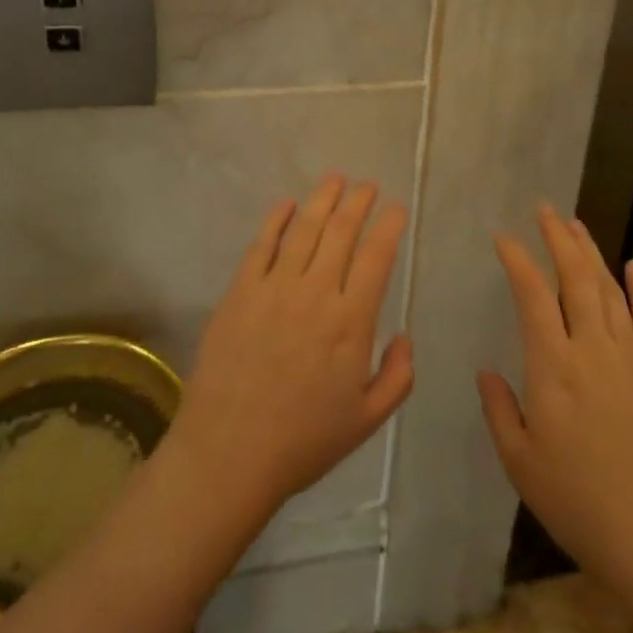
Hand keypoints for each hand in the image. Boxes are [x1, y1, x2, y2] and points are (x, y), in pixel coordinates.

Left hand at [167, 175, 413, 527]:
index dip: (389, 226)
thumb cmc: (302, 440)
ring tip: (335, 179)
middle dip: (358, 202)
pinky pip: (261, 245)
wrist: (228, 454)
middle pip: (341, 232)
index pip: (376, 257)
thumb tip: (404, 336)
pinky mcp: (240, 292)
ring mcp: (274, 288)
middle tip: (367, 185)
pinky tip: (286, 203)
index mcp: (351, 321)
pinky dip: (275, 219)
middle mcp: (316, 293)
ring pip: (304, 229)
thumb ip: (397, 376)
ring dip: (322, 199)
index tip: (396, 208)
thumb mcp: (367, 420)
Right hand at [478, 205, 632, 596]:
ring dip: (592, 254)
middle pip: (576, 279)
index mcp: (553, 367)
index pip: (533, 295)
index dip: (518, 260)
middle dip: (558, 238)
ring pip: (611, 291)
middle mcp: (593, 349)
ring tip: (576, 226)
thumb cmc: (578, 502)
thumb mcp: (520, 462)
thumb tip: (487, 370)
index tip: (503, 237)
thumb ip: (500, 409)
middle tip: (545, 209)